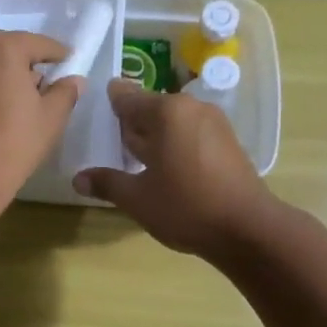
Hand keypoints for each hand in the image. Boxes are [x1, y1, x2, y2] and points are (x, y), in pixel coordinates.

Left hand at [0, 31, 80, 212]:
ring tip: (19, 104)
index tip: (69, 61)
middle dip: (26, 66)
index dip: (57, 54)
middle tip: (45, 87)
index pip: (39, 44)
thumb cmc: (12, 142)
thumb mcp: (50, 118)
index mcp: (2, 47)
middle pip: (8, 51)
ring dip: (2, 78)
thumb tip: (74, 80)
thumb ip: (65, 93)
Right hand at [72, 80, 276, 257]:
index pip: (126, 97)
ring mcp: (215, 123)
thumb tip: (78, 178)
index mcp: (166, 112)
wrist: (248, 229)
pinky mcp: (228, 142)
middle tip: (110, 143)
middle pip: (150, 108)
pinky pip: (191, 134)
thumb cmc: (186, 207)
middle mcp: (191, 108)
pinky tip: (165, 169)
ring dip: (153, 136)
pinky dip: (174, 144)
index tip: (94, 113)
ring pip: (172, 122)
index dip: (109, 103)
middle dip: (131, 124)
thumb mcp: (137, 199)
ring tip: (135, 160)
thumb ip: (107, 183)